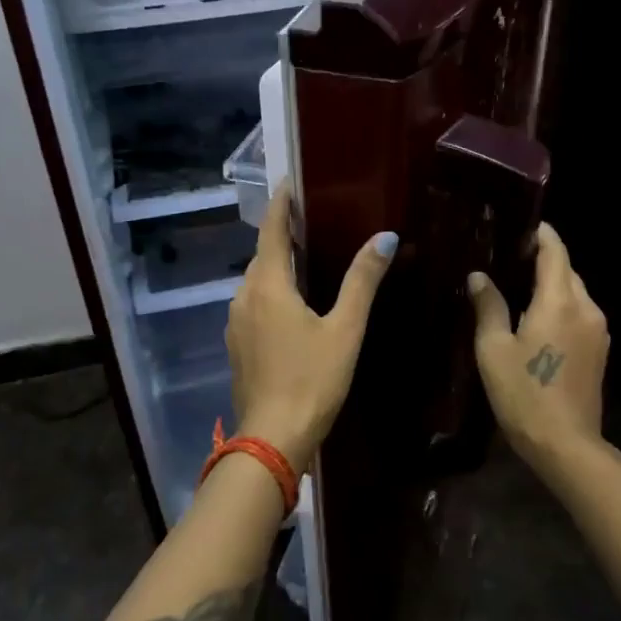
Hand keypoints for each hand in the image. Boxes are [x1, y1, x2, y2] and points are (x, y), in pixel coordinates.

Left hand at [225, 189, 397, 474]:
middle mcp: (244, 296)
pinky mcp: (237, 344)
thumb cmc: (313, 380)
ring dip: (278, 266)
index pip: (272, 230)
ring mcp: (236, 322)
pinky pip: (254, 304)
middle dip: (284, 234)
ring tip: (309, 259)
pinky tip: (294, 304)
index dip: (282, 203)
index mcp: (268, 285)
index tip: (293, 181)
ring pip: (257, 281)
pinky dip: (272, 292)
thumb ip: (362, 281)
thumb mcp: (345, 329)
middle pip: (263, 254)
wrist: (273, 439)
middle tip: (315, 221)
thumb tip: (385, 237)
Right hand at [468, 223, 608, 474]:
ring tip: (519, 286)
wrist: (566, 445)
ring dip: (552, 284)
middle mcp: (586, 308)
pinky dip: (560, 305)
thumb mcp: (494, 349)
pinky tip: (537, 318)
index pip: (555, 252)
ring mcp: (598, 330)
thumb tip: (479, 276)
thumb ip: (488, 306)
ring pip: (575, 292)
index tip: (521, 226)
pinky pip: (579, 313)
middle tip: (509, 257)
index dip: (541, 234)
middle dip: (543, 259)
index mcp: (559, 302)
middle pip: (567, 270)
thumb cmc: (524, 394)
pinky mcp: (600, 350)